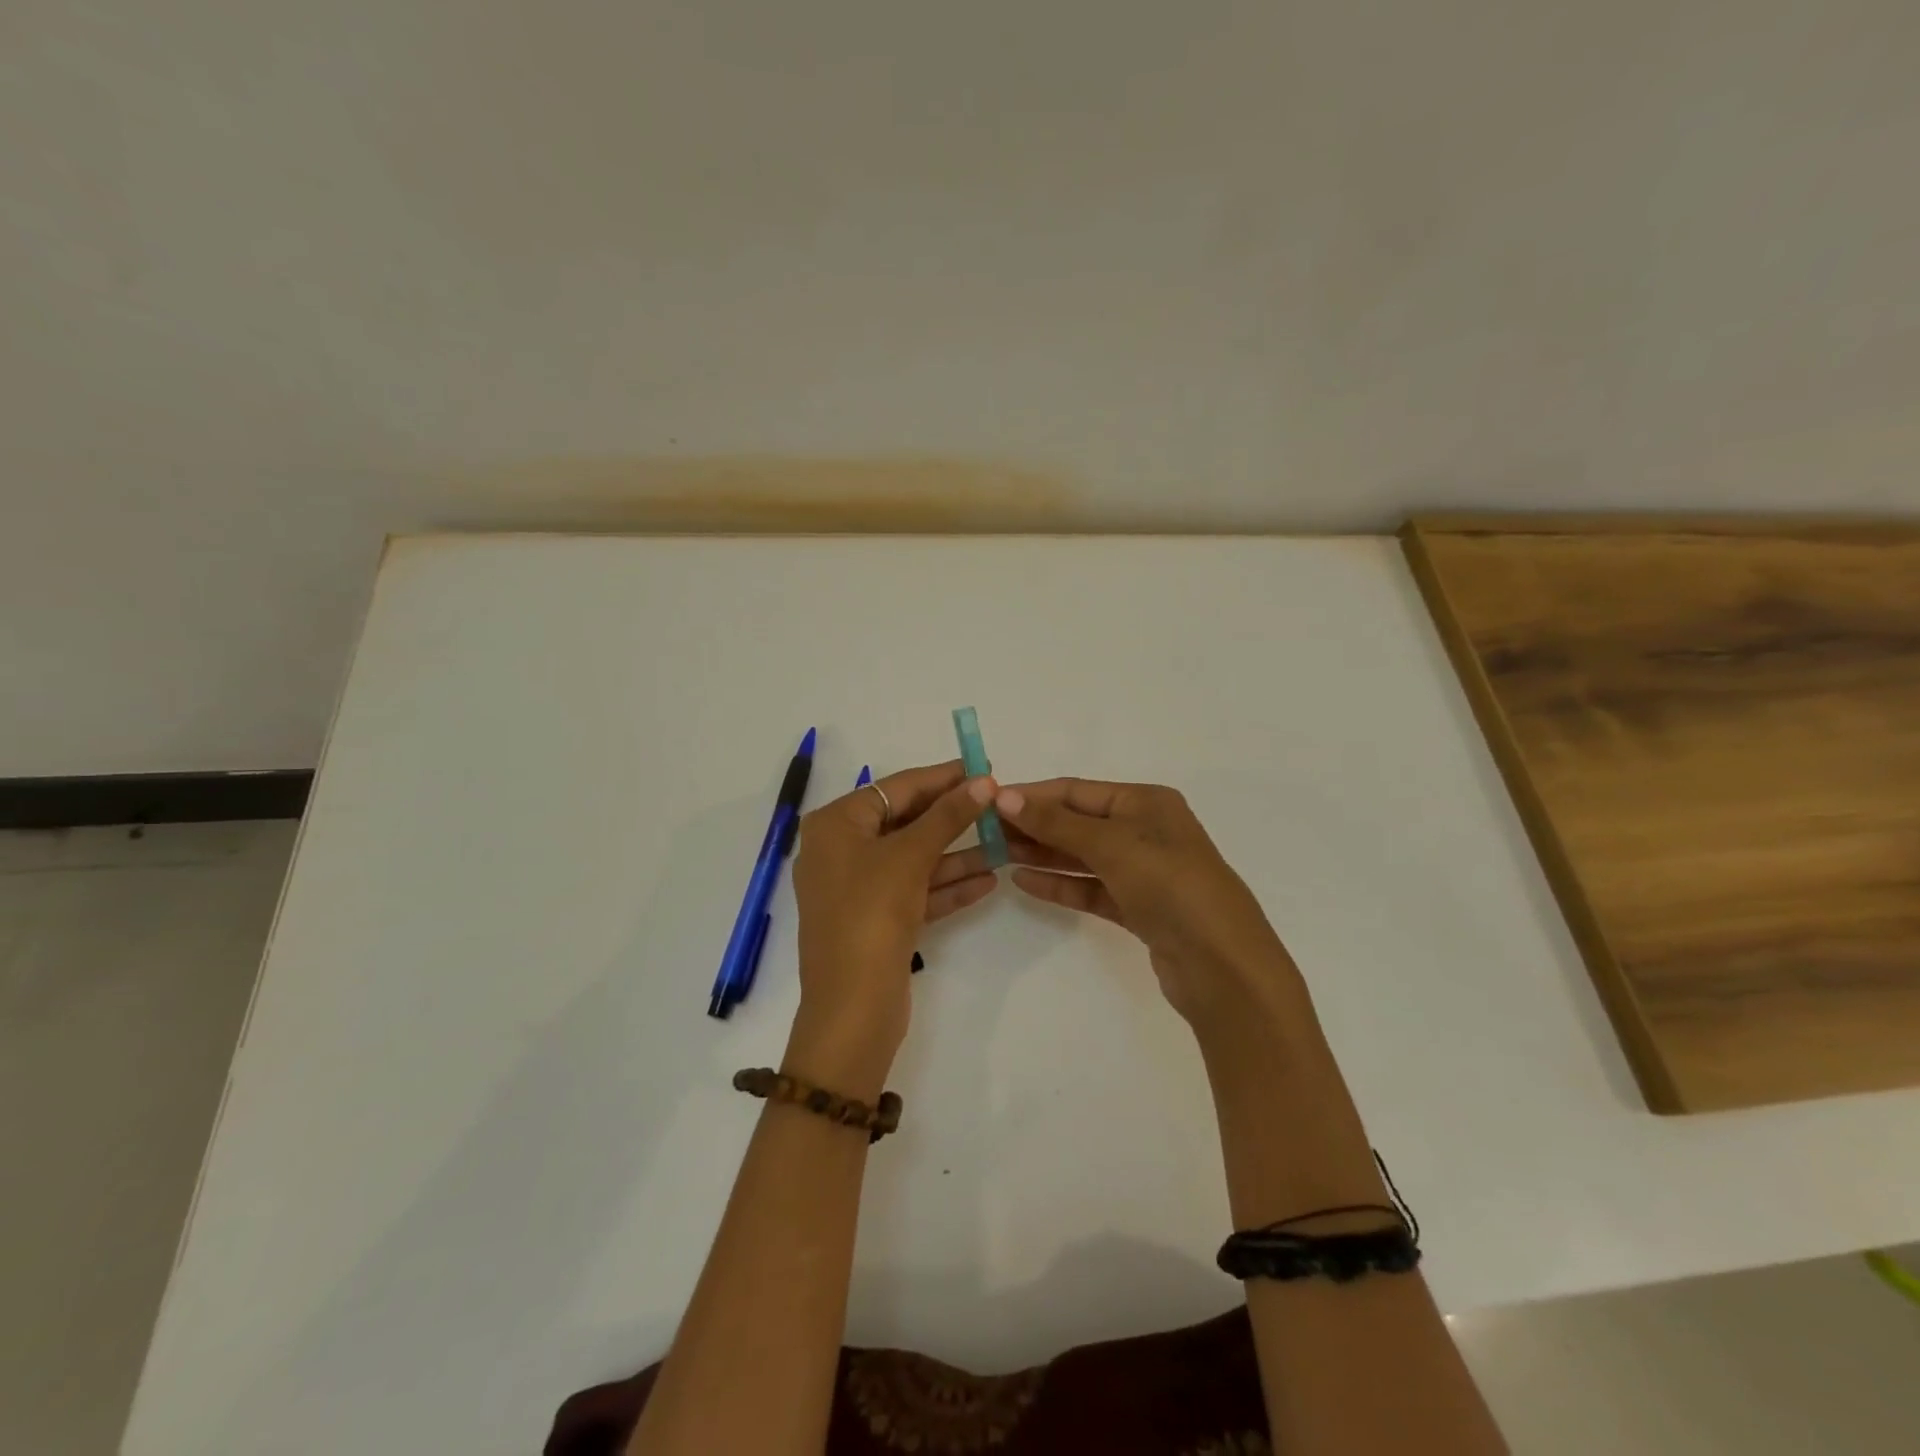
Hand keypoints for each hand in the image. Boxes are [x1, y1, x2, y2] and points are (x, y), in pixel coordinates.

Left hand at [786, 761, 999, 1088]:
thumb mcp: (910, 857)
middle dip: (952, 817)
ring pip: (914, 859)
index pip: (896, 788)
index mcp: (835, 825)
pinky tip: (988, 880)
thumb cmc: (871, 914)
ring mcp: (857, 888)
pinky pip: (914, 891)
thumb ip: (948, 816)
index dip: (942, 777)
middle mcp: (840, 850)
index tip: (982, 766)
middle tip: (996, 803)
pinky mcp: (875, 920)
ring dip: (956, 854)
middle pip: (905, 822)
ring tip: (1003, 842)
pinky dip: (946, 886)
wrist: (852, 1008)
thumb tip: (984, 781)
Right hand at [994, 779, 1304, 1034]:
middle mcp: (1146, 830)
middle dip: (1034, 825)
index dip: (1032, 795)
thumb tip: (1003, 795)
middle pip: (1078, 822)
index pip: (1077, 791)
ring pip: (1082, 856)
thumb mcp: (1112, 844)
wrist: (1222, 966)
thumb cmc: (1170, 885)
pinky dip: (1060, 884)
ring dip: (1042, 854)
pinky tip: (1024, 882)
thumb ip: (1056, 822)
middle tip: (985, 832)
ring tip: (996, 855)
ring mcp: (1144, 872)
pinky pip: (1091, 888)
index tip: (988, 803)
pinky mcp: (1140, 908)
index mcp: (1146, 802)